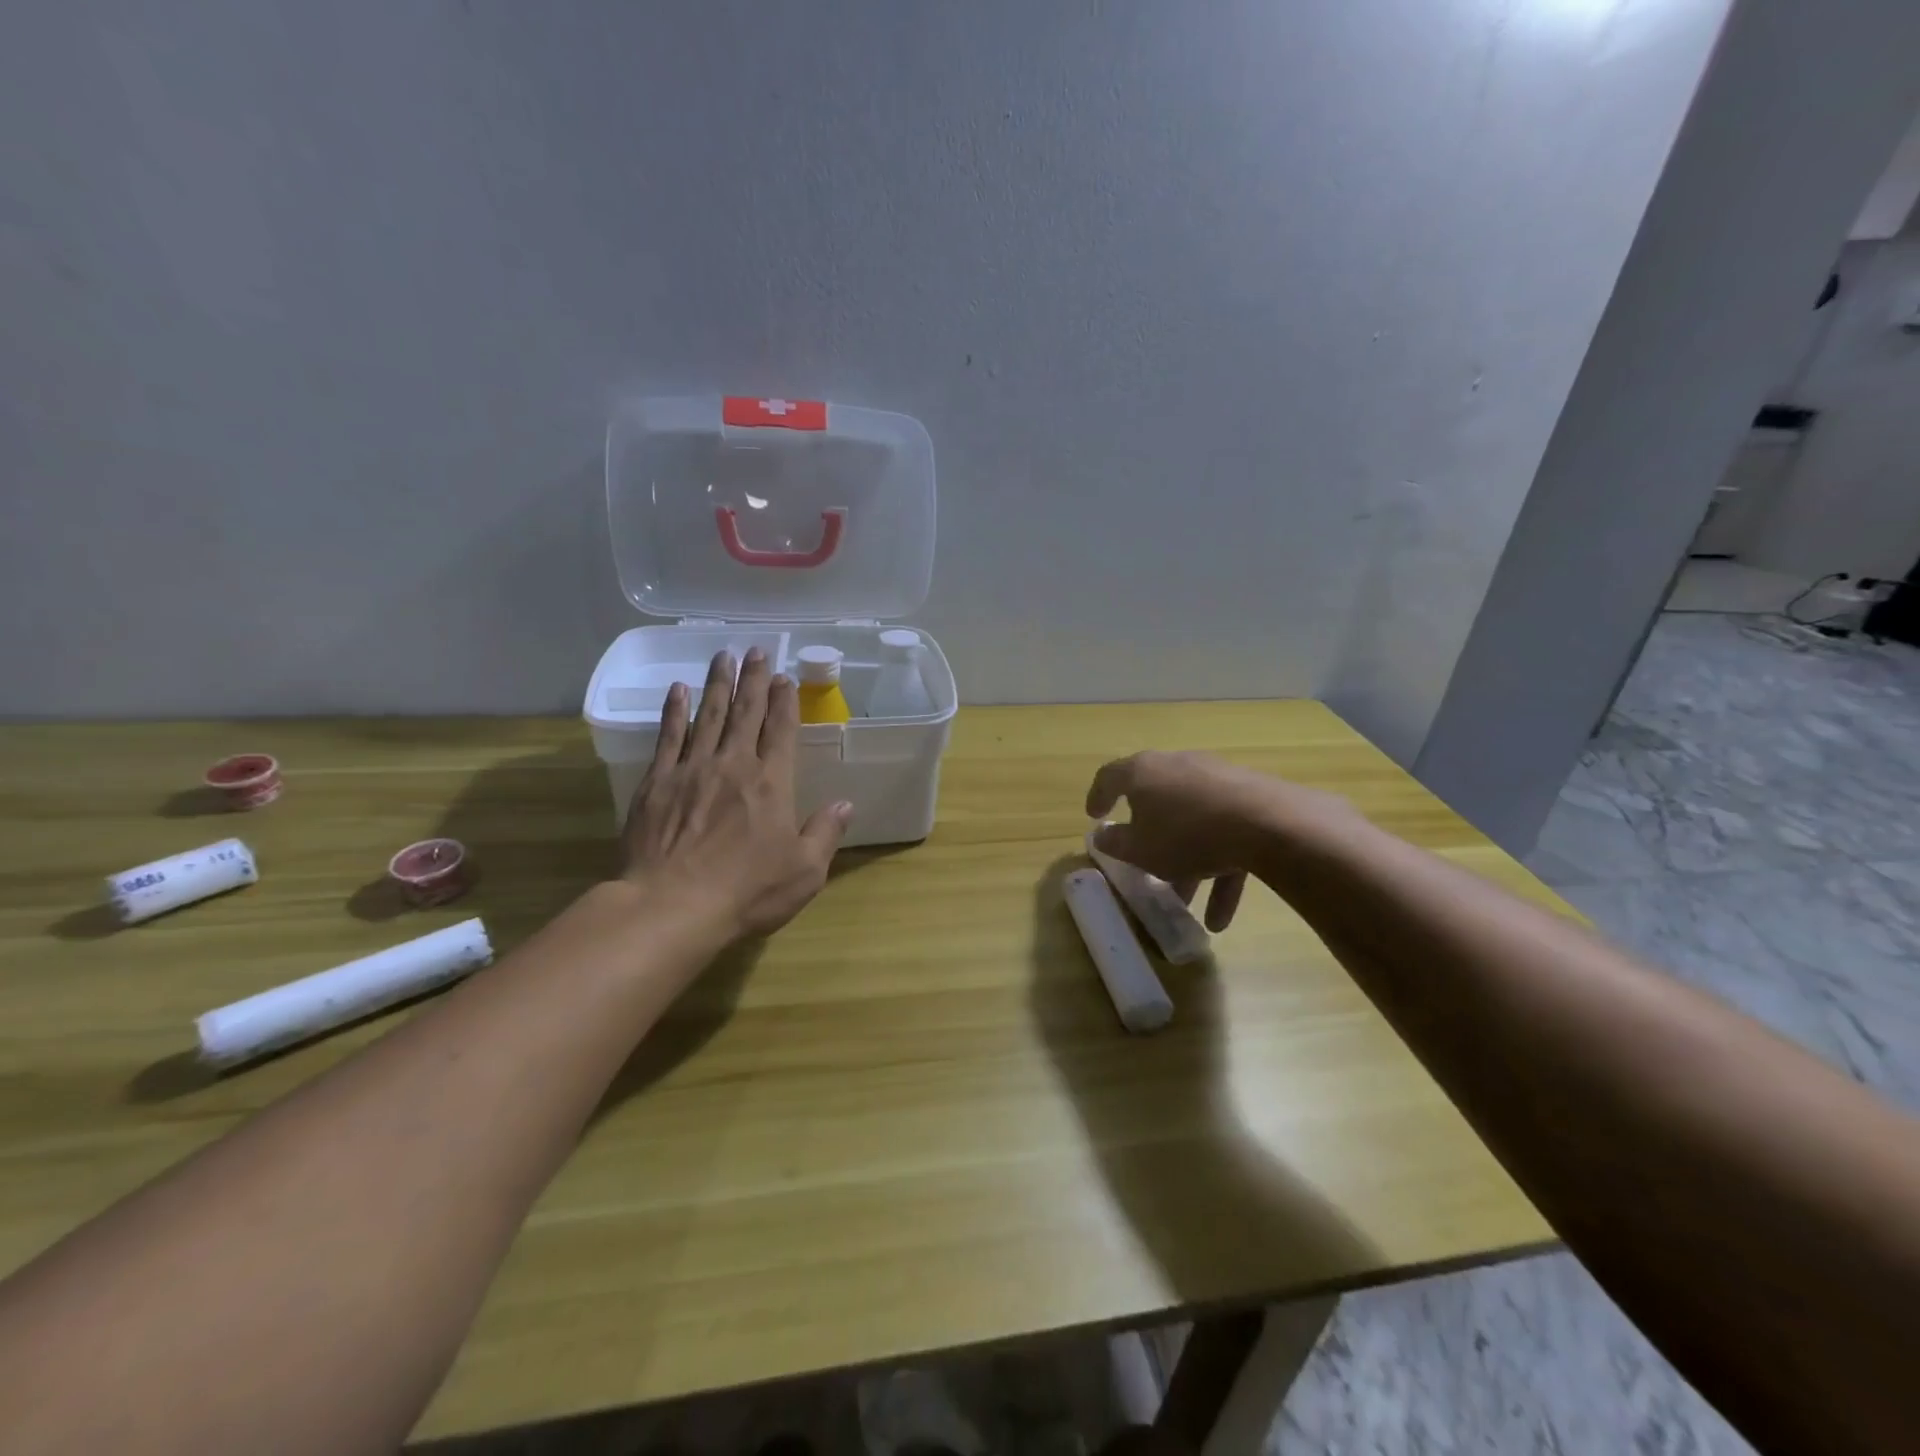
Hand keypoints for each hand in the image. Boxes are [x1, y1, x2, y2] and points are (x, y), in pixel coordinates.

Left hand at [623, 648, 850, 939]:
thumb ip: (825, 833)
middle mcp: (733, 765)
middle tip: (756, 650)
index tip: (784, 677)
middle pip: (746, 712)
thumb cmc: (746, 892)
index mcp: (771, 783)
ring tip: (723, 655)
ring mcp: (692, 770)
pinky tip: (679, 690)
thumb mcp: (804, 871)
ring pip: (708, 715)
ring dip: (718, 683)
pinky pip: (668, 736)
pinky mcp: (657, 783)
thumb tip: (846, 804)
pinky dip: (675, 711)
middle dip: (753, 679)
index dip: (785, 701)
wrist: (671, 907)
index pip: (781, 730)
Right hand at [1085, 750, 1354, 930]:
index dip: (1098, 796)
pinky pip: (1225, 835)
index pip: (1111, 777)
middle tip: (1143, 864)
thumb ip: (1116, 844)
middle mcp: (1179, 767)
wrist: (1268, 824)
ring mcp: (1218, 780)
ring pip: (1193, 824)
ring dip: (1187, 864)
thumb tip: (1102, 836)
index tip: (1095, 816)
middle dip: (1150, 839)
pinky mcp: (1251, 799)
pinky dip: (1219, 870)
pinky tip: (1220, 917)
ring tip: (1186, 906)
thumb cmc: (1187, 834)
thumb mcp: (1140, 849)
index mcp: (1144, 772)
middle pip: (1157, 801)